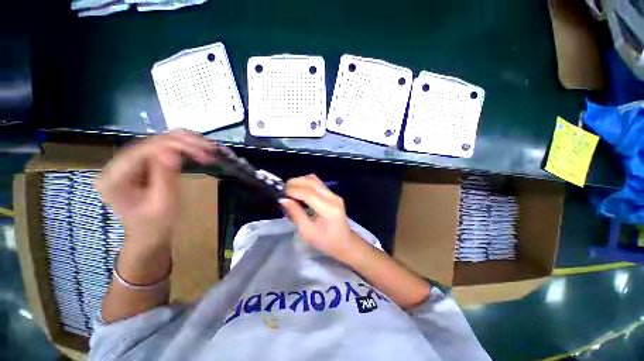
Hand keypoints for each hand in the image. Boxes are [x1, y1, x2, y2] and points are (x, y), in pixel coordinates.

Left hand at [96, 130, 216, 250]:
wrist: (149, 236)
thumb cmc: (157, 225)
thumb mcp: (164, 203)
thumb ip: (165, 176)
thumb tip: (171, 151)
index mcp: (116, 177)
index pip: (146, 149)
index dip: (177, 145)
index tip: (204, 152)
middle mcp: (117, 165)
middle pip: (151, 142)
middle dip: (184, 142)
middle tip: (210, 148)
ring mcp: (127, 164)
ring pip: (157, 142)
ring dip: (184, 142)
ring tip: (207, 146)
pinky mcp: (139, 165)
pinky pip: (160, 149)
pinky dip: (181, 147)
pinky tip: (196, 149)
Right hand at [279, 174, 363, 262]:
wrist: (345, 242)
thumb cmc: (326, 242)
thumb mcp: (308, 232)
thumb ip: (296, 214)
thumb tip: (283, 200)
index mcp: (328, 209)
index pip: (308, 193)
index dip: (293, 190)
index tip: (280, 194)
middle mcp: (333, 197)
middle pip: (312, 181)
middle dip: (296, 183)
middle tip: (284, 191)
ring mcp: (334, 194)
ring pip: (315, 180)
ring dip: (301, 182)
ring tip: (290, 190)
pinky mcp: (333, 194)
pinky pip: (318, 184)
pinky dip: (306, 184)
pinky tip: (300, 192)